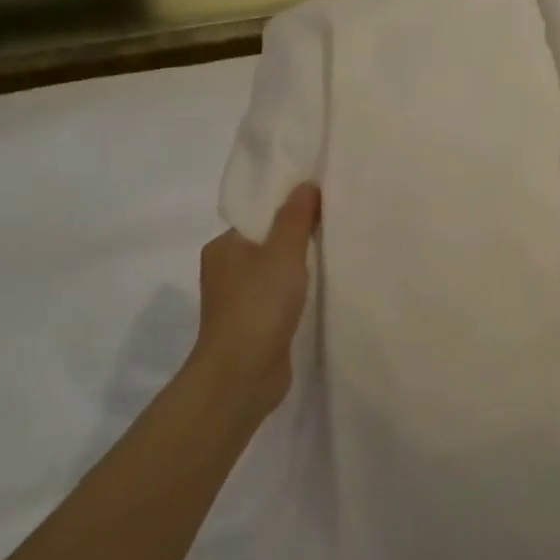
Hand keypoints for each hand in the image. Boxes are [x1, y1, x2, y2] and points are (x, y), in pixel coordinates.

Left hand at [182, 182, 320, 417]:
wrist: (241, 376)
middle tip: (336, 226)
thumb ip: (296, 218)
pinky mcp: (254, 325)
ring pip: (275, 272)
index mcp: (223, 247)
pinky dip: (298, 293)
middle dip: (299, 236)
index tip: (323, 202)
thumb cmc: (258, 306)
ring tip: (335, 256)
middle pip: (268, 242)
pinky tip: (322, 291)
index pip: (259, 216)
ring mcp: (239, 300)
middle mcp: (226, 270)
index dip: (289, 208)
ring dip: (300, 267)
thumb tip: (306, 184)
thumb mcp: (282, 253)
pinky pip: (280, 297)